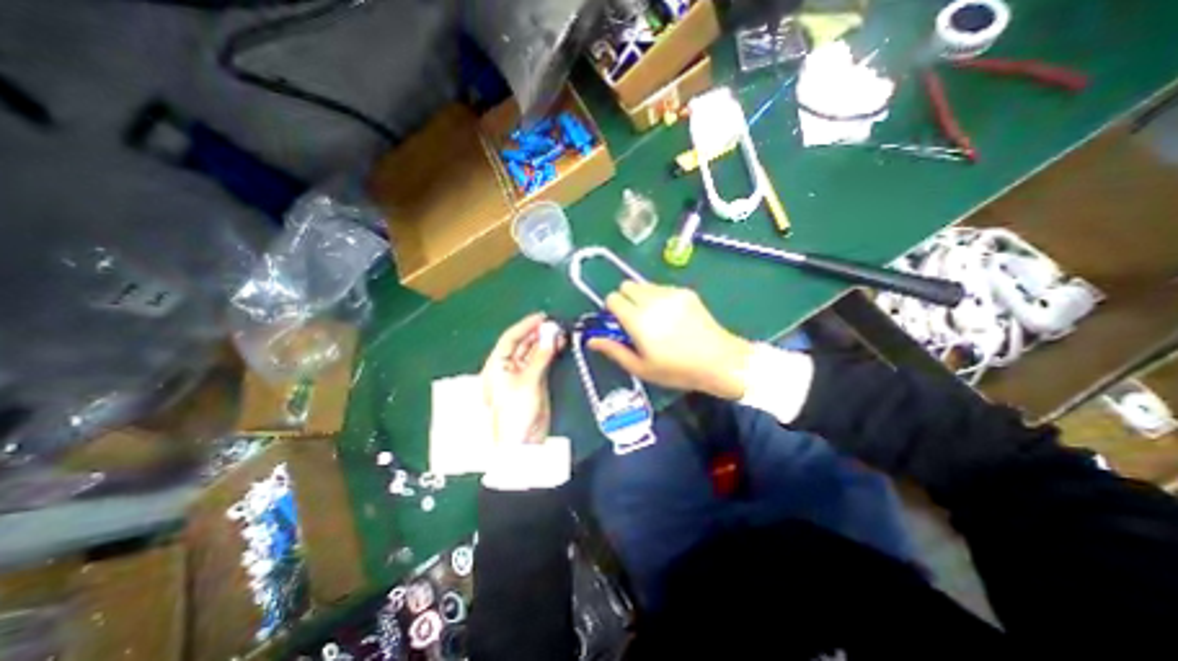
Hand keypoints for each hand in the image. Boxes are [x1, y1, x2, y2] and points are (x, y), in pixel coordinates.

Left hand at [483, 311, 565, 442]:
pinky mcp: (535, 381)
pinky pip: (542, 362)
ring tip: (560, 332)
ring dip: (545, 342)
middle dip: (538, 333)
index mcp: (497, 365)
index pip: (510, 339)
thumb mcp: (528, 382)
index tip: (542, 317)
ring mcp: (522, 374)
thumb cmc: (516, 411)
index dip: (525, 326)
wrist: (523, 442)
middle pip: (522, 344)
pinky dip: (550, 353)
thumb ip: (540, 357)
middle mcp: (508, 367)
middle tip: (555, 324)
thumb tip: (551, 335)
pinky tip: (559, 344)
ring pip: (534, 352)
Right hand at [589, 279, 753, 398]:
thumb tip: (591, 340)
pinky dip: (659, 297)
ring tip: (655, 318)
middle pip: (626, 285)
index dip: (612, 310)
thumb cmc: (676, 369)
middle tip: (635, 319)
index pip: (612, 298)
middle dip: (625, 299)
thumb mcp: (640, 367)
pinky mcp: (685, 292)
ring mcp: (671, 293)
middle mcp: (652, 300)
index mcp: (638, 319)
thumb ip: (613, 350)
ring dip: (641, 297)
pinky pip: (662, 287)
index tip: (619, 323)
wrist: (718, 361)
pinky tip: (672, 316)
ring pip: (644, 284)